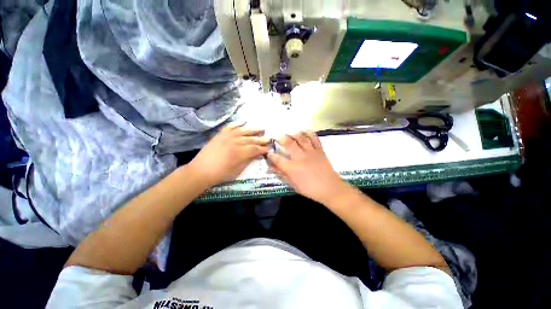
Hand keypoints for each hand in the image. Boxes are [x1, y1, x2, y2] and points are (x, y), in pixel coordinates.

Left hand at [188, 123, 269, 186]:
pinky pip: (230, 126)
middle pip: (251, 139)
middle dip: (261, 139)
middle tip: (269, 139)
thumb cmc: (220, 174)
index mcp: (239, 153)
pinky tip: (244, 121)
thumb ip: (248, 161)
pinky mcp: (220, 134)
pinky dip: (237, 123)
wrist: (201, 170)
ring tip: (262, 128)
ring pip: (243, 131)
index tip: (269, 148)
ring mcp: (227, 137)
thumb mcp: (237, 171)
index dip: (263, 149)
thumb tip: (257, 155)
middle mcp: (235, 142)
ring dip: (253, 129)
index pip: (255, 149)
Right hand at [267, 131, 350, 204]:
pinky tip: (305, 130)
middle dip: (281, 138)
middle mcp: (300, 157)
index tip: (269, 152)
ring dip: (293, 133)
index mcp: (292, 168)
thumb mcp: (293, 185)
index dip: (271, 155)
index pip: (278, 159)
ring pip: (301, 138)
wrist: (330, 189)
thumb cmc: (310, 189)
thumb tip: (271, 168)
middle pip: (288, 143)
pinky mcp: (319, 150)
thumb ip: (282, 174)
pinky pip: (314, 139)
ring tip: (289, 132)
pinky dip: (309, 133)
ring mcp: (311, 152)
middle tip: (277, 135)